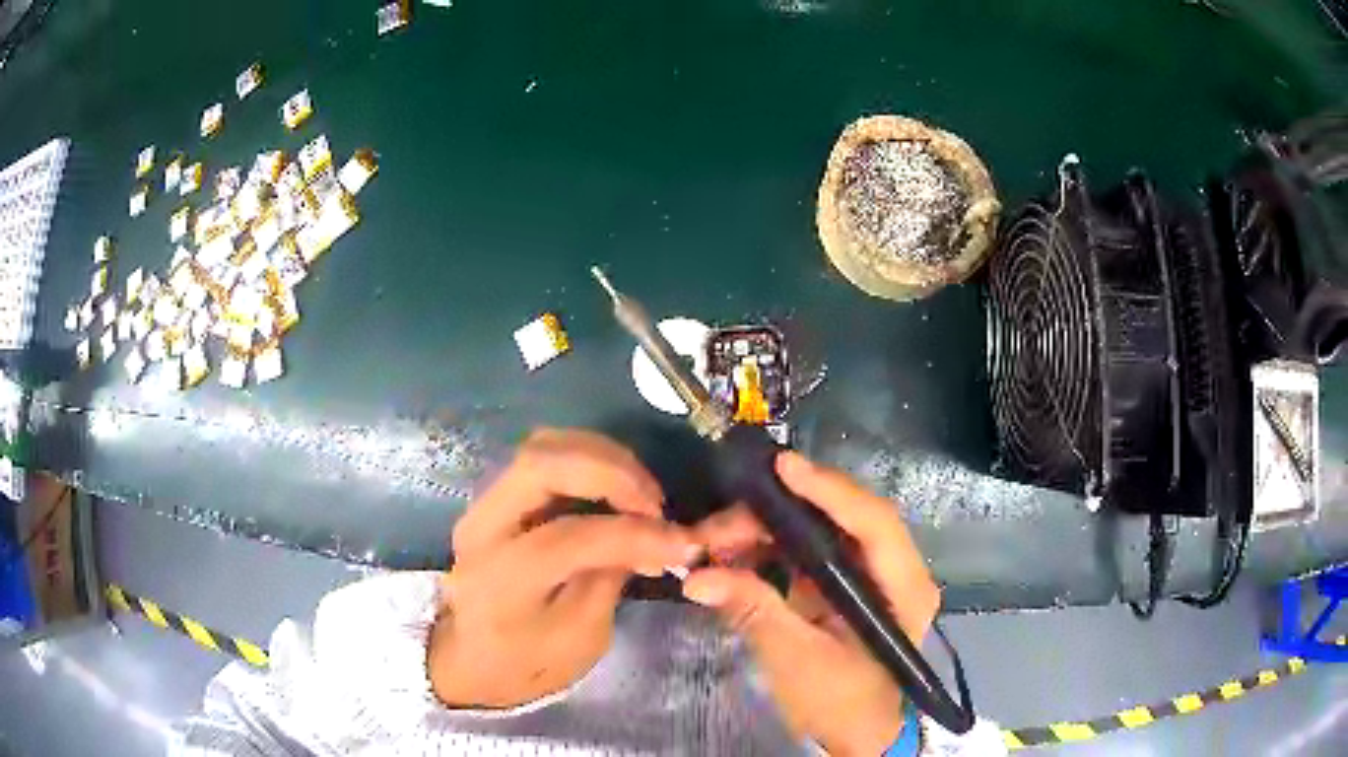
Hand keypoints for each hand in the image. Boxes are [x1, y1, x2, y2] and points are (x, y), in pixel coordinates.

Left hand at [429, 428, 697, 708]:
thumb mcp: (581, 638)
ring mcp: (484, 503)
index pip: (567, 537)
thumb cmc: (528, 661)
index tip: (682, 542)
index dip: (632, 534)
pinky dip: (589, 459)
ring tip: (642, 494)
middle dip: (611, 472)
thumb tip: (654, 535)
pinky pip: (545, 454)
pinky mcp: (497, 493)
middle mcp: (482, 527)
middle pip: (541, 464)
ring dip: (603, 458)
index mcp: (500, 580)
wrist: (472, 656)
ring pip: (542, 446)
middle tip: (655, 504)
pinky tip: (618, 487)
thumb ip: (609, 578)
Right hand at [685, 451, 939, 756]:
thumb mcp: (798, 662)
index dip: (829, 491)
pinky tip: (734, 556)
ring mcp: (869, 576)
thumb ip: (754, 611)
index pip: (874, 523)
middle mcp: (894, 570)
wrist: (857, 734)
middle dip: (776, 516)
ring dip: (767, 530)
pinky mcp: (845, 585)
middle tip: (718, 528)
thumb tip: (697, 576)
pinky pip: (808, 552)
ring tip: (716, 543)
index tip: (782, 468)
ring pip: (819, 532)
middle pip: (841, 520)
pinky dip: (770, 550)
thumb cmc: (842, 704)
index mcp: (903, 589)